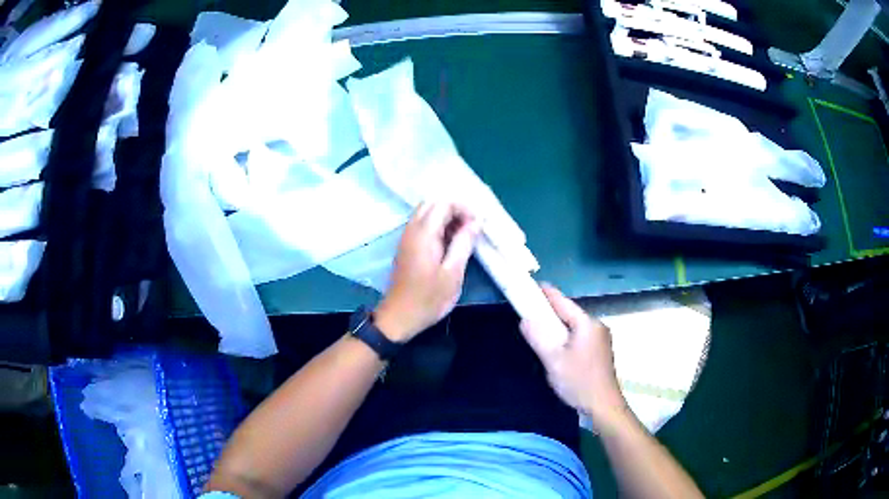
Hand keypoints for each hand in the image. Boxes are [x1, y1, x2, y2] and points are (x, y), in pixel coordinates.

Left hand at [374, 202, 479, 342]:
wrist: (400, 316)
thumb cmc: (428, 298)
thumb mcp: (453, 273)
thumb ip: (464, 243)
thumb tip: (476, 221)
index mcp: (424, 233)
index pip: (444, 203)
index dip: (464, 208)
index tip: (477, 225)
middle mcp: (412, 229)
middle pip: (433, 203)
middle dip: (454, 209)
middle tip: (471, 228)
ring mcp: (407, 237)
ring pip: (427, 213)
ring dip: (446, 218)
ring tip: (463, 236)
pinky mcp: (407, 246)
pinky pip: (423, 225)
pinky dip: (438, 226)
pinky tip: (450, 244)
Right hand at [520, 285, 629, 430]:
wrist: (603, 406)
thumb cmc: (578, 381)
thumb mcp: (553, 360)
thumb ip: (538, 337)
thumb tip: (525, 320)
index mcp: (587, 324)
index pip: (564, 303)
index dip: (548, 294)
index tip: (534, 285)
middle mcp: (597, 327)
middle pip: (570, 314)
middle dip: (552, 311)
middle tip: (531, 310)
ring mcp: (601, 339)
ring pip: (575, 326)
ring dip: (559, 325)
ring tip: (541, 329)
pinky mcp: (600, 352)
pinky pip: (580, 336)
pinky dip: (567, 336)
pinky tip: (558, 347)